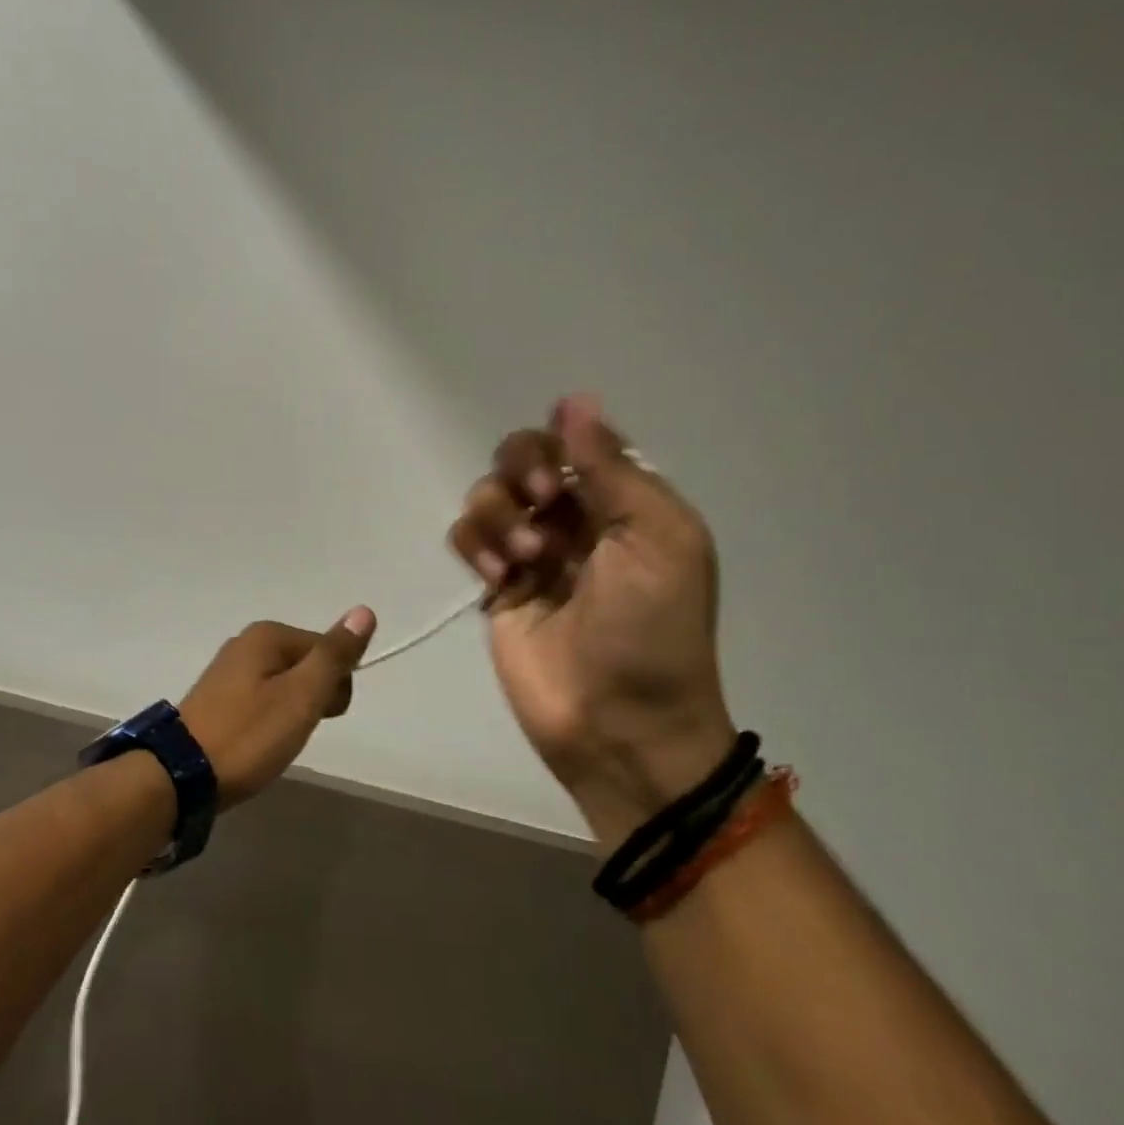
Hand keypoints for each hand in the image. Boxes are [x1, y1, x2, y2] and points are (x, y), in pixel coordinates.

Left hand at [179, 608, 377, 806]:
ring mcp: (228, 669)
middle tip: (293, 731)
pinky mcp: (217, 696)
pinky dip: (268, 720)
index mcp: (268, 635)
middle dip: (313, 699)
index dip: (335, 687)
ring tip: (273, 741)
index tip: (320, 717)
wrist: (180, 775)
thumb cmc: (249, 734)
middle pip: (306, 664)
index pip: (328, 650)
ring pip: (285, 685)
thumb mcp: (302, 696)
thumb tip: (364, 611)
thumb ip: (334, 655)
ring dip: (291, 713)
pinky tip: (256, 742)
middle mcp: (246, 642)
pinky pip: (262, 699)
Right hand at [449, 395, 736, 847]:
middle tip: (544, 511)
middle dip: (523, 472)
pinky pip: (466, 535)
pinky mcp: (496, 585)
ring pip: (489, 493)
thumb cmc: (653, 630)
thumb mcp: (656, 538)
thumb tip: (574, 399)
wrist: (620, 725)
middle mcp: (575, 516)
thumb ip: (612, 468)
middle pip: (523, 455)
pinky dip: (475, 545)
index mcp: (623, 500)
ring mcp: (530, 550)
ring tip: (524, 564)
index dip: (559, 445)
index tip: (565, 478)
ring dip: (499, 517)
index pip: (575, 438)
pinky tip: (498, 579)